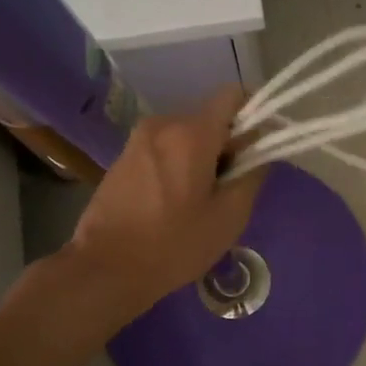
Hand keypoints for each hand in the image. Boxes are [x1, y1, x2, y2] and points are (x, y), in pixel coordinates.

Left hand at [60, 86, 265, 330]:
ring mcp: (138, 140)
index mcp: (191, 132)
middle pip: (210, 119)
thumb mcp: (229, 216)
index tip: (260, 150)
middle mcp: (162, 124)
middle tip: (231, 189)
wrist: (105, 269)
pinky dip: (179, 166)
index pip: (233, 96)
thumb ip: (253, 174)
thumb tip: (260, 150)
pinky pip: (164, 150)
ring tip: (201, 202)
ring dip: (203, 158)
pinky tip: (175, 205)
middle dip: (228, 145)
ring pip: (187, 136)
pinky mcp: (123, 159)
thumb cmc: (174, 244)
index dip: (254, 116)